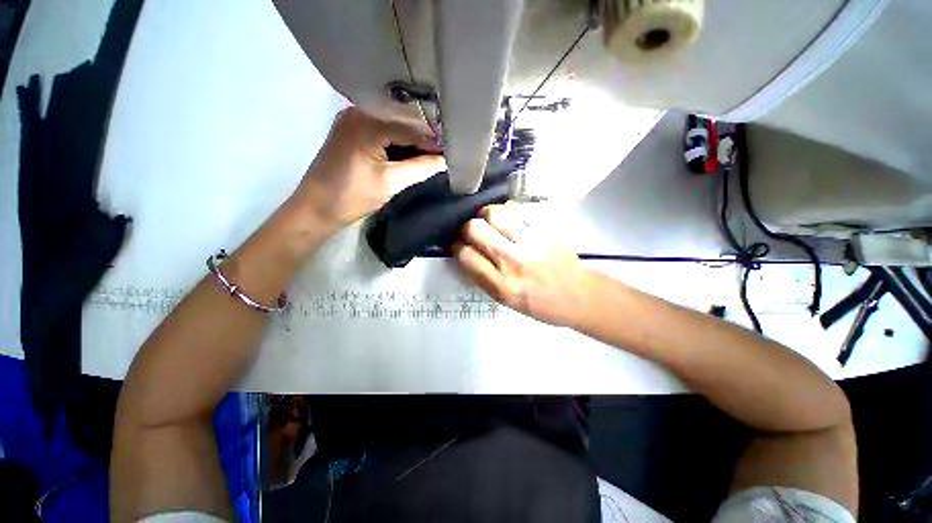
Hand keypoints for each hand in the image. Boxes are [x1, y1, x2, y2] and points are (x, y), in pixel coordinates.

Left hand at [294, 107, 445, 228]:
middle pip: (401, 121)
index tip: (453, 151)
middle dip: (424, 138)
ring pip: (392, 125)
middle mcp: (358, 112)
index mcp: (367, 122)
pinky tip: (410, 151)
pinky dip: (397, 141)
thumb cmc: (352, 196)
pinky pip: (381, 130)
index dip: (434, 140)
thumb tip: (445, 160)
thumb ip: (420, 168)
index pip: (411, 127)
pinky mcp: (350, 131)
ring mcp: (351, 120)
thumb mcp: (391, 183)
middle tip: (445, 151)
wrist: (316, 208)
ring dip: (411, 139)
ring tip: (432, 152)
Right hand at [453, 205, 592, 327]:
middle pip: (475, 229)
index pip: (466, 254)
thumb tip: (466, 253)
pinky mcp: (545, 230)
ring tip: (493, 221)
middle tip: (475, 232)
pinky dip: (510, 212)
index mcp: (501, 285)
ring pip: (495, 213)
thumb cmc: (541, 304)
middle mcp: (512, 261)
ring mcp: (530, 242)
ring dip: (488, 215)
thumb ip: (484, 278)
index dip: (458, 247)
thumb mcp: (506, 301)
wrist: (579, 296)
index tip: (461, 246)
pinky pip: (518, 210)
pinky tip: (513, 221)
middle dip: (468, 228)